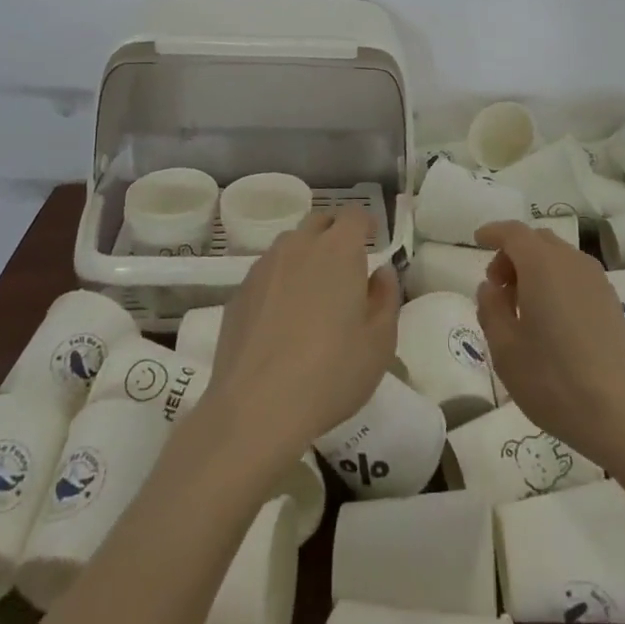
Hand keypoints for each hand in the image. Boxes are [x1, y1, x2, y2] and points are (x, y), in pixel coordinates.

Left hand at [209, 207, 398, 466]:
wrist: (256, 408)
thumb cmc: (331, 372)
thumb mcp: (379, 343)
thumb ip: (386, 299)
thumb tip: (381, 273)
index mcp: (338, 249)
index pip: (354, 214)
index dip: (365, 223)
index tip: (373, 239)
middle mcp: (298, 246)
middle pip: (319, 222)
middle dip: (335, 233)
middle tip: (345, 265)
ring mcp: (263, 268)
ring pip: (289, 246)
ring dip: (305, 256)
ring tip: (313, 291)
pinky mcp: (238, 294)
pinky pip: (266, 274)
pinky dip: (279, 283)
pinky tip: (282, 319)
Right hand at [473, 220, 624, 470]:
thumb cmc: (555, 380)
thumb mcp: (505, 350)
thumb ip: (491, 310)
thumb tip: (491, 287)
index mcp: (542, 264)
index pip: (513, 232)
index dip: (493, 232)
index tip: (477, 241)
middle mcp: (571, 262)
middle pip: (537, 241)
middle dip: (512, 254)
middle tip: (498, 288)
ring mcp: (597, 281)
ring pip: (558, 257)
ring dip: (535, 269)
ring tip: (522, 309)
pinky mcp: (612, 302)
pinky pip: (575, 276)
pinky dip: (556, 282)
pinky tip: (551, 321)